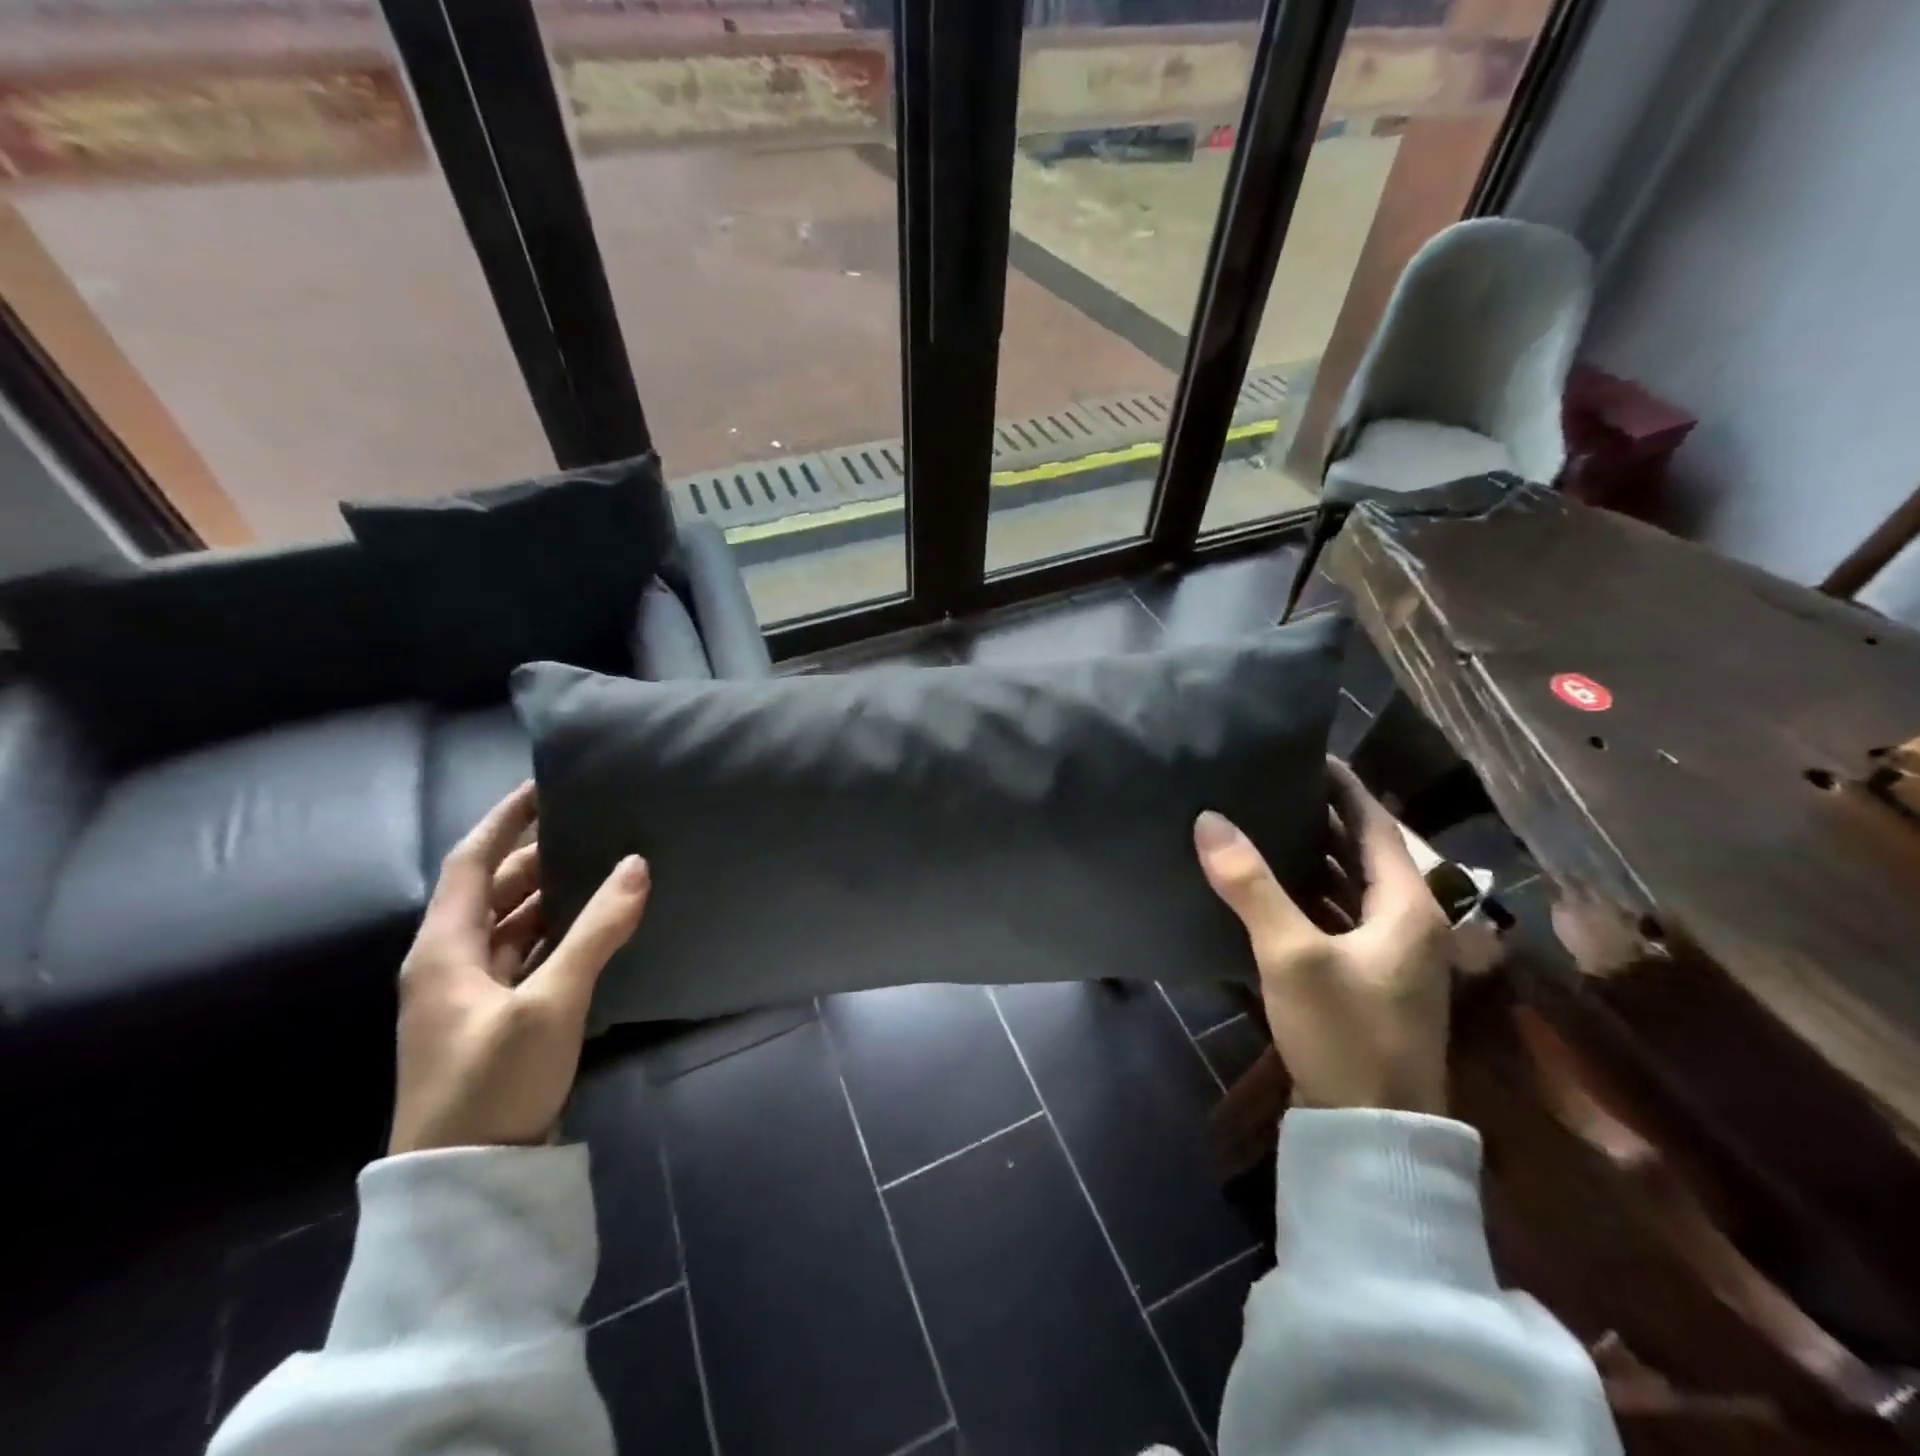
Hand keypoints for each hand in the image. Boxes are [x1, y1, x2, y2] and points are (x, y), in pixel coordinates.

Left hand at [389, 781, 650, 1154]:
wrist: (465, 1181)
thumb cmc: (494, 1082)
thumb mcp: (552, 1002)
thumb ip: (598, 931)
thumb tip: (637, 865)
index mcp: (444, 950)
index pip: (471, 862)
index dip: (504, 820)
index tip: (544, 786)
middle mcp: (450, 963)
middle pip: (494, 891)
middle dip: (539, 857)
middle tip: (594, 828)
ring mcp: (470, 994)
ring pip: (512, 925)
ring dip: (552, 896)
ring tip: (604, 868)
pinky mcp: (493, 1019)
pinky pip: (525, 955)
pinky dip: (556, 933)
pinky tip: (595, 927)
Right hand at [1193, 758, 1451, 1114]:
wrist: (1372, 1133)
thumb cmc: (1345, 1033)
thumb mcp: (1292, 955)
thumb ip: (1250, 886)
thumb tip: (1209, 820)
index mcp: (1407, 905)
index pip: (1375, 823)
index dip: (1342, 785)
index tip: (1303, 752)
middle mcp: (1404, 921)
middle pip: (1359, 851)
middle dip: (1317, 816)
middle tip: (1266, 783)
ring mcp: (1385, 953)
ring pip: (1343, 885)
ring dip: (1307, 855)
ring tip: (1256, 822)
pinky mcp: (1362, 978)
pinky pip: (1331, 916)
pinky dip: (1301, 894)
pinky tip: (1262, 886)